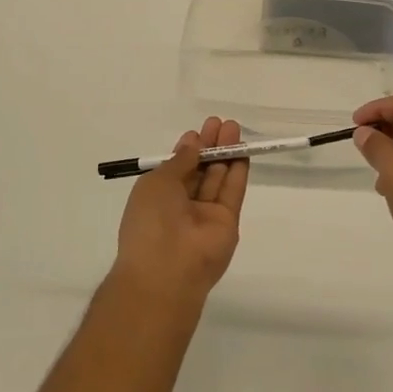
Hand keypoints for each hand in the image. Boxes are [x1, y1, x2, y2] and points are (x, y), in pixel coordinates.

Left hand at [112, 117, 248, 302]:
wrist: (167, 269)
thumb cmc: (150, 220)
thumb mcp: (157, 182)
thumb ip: (179, 161)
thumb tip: (193, 144)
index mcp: (158, 197)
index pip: (177, 168)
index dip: (188, 148)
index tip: (198, 131)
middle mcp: (182, 205)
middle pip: (200, 170)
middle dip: (210, 146)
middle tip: (220, 123)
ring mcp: (206, 214)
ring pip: (218, 178)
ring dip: (226, 153)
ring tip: (233, 127)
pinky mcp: (228, 222)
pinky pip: (233, 192)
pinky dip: (238, 170)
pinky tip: (242, 151)